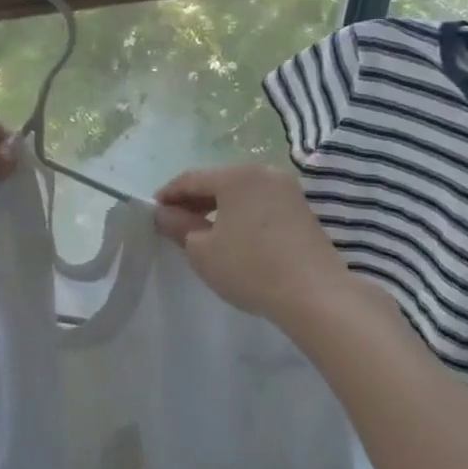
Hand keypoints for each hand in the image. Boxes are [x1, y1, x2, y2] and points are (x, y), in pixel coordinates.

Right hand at [154, 165, 354, 325]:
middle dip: (193, 200)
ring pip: (241, 193)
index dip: (168, 194)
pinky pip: (260, 204)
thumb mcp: (202, 250)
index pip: (191, 178)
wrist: (315, 295)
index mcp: (237, 175)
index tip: (153, 212)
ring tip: (201, 232)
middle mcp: (264, 173)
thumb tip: (165, 214)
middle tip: (173, 223)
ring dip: (217, 208)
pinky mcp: (302, 210)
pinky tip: (232, 237)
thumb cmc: (250, 267)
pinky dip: (240, 215)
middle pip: (218, 181)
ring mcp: (288, 190)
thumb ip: (178, 226)